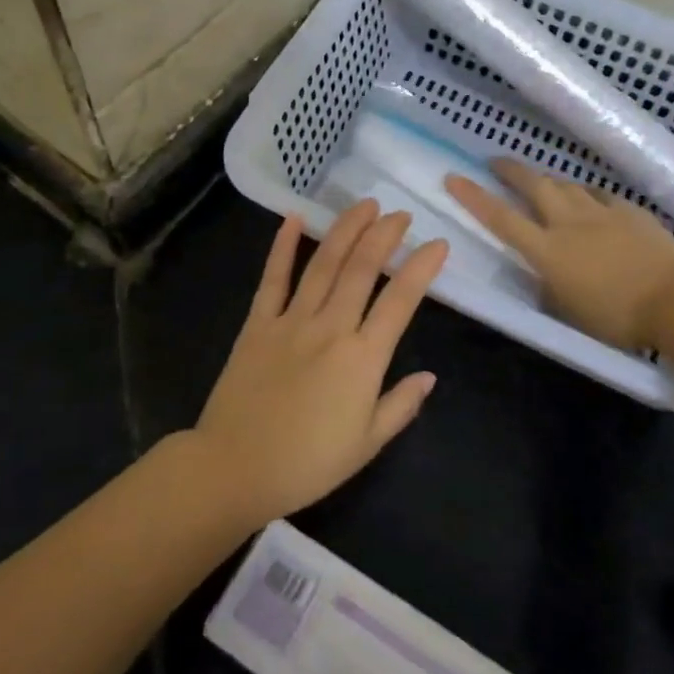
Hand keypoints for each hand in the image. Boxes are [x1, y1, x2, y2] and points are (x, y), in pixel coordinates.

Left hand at [191, 201, 448, 526]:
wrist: (235, 467)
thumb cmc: (307, 464)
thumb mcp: (366, 445)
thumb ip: (400, 405)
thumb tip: (430, 376)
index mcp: (362, 360)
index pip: (400, 301)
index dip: (422, 268)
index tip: (438, 244)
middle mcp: (330, 328)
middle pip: (361, 270)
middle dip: (384, 235)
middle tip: (400, 214)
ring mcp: (291, 321)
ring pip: (322, 264)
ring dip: (345, 230)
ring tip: (364, 206)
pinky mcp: (257, 323)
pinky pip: (273, 278)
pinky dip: (282, 246)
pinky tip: (294, 218)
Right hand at [445, 160, 673, 350]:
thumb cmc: (619, 316)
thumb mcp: (570, 312)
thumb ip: (550, 288)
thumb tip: (544, 276)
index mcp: (548, 251)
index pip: (501, 219)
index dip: (474, 197)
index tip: (453, 177)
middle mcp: (569, 223)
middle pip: (534, 186)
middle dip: (511, 171)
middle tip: (496, 162)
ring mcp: (601, 213)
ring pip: (566, 186)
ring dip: (549, 181)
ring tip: (541, 183)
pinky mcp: (630, 211)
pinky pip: (599, 195)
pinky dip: (585, 194)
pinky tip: (587, 199)